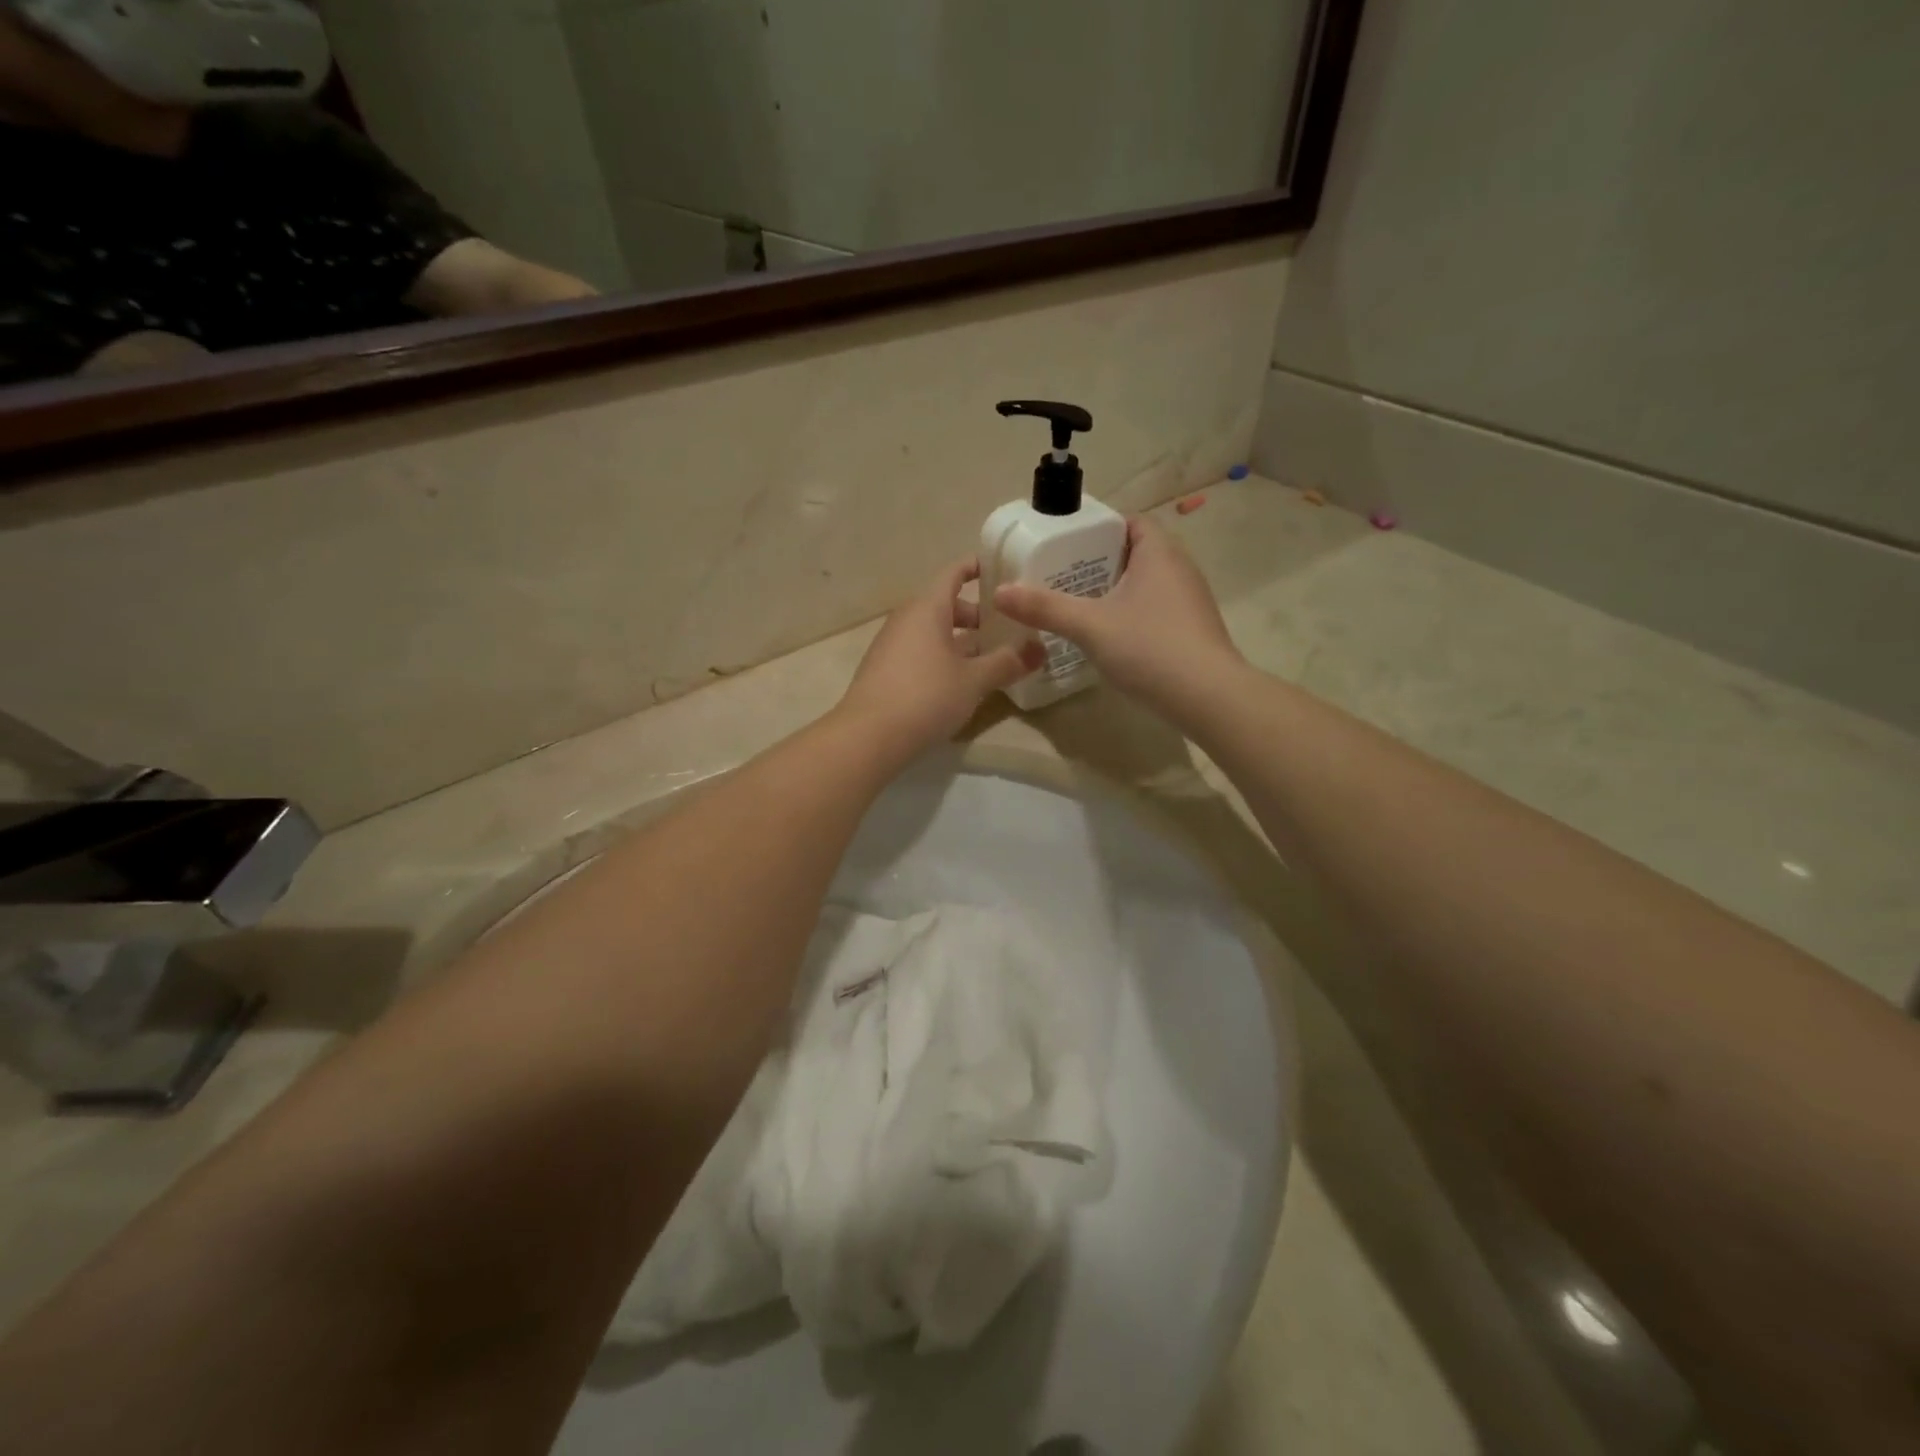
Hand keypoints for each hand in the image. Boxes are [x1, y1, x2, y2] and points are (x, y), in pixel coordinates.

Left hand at [838, 558, 1044, 758]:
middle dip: (978, 615)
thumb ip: (1007, 663)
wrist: (868, 737)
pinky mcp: (886, 671)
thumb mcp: (974, 681)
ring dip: (962, 640)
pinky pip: (921, 652)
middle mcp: (907, 619)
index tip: (1003, 570)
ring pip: (934, 631)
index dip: (978, 567)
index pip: (954, 572)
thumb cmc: (926, 696)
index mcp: (927, 608)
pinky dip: (944, 657)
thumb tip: (1040, 650)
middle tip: (1008, 628)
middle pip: (946, 605)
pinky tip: (962, 681)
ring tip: (992, 657)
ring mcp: (892, 645)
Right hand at [992, 517, 1241, 705]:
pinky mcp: (1193, 629)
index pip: (1129, 522)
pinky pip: (1156, 608)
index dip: (1098, 529)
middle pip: (1135, 552)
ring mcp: (1190, 600)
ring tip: (1079, 606)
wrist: (1208, 697)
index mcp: (1159, 552)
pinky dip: (1132, 613)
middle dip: (1100, 562)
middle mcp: (1180, 568)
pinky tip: (1110, 636)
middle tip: (1062, 577)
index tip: (1066, 546)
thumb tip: (1000, 592)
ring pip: (1146, 583)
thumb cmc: (1149, 647)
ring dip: (1116, 590)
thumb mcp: (1090, 626)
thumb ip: (1045, 607)